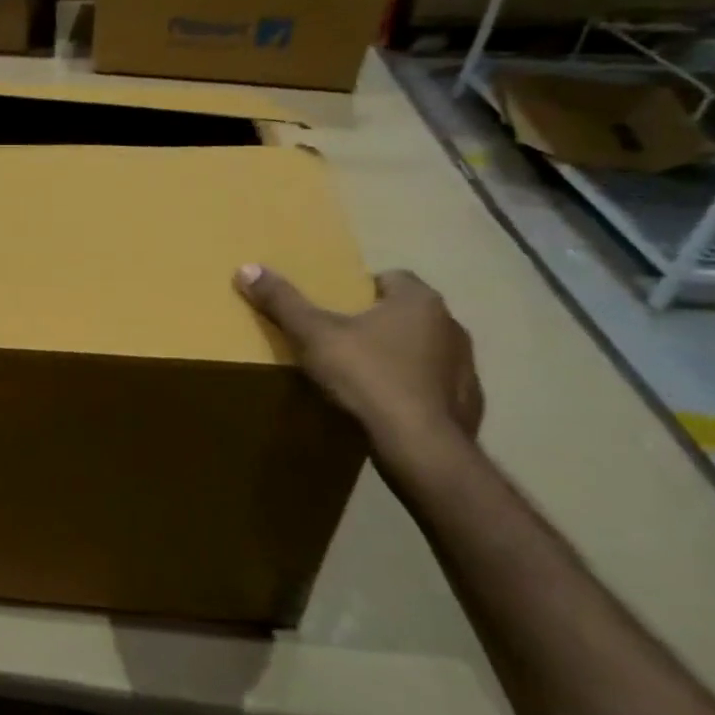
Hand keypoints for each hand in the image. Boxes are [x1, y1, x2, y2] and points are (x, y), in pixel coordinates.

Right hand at [235, 265, 482, 445]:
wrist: (420, 446)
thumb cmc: (367, 378)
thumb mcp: (314, 336)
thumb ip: (282, 302)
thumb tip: (246, 268)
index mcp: (418, 301)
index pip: (391, 278)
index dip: (360, 290)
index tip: (334, 310)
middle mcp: (451, 325)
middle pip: (407, 313)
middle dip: (378, 323)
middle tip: (341, 341)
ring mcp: (465, 365)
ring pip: (424, 349)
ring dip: (400, 356)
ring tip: (363, 377)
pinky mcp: (468, 401)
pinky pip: (436, 385)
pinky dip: (415, 390)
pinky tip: (389, 407)